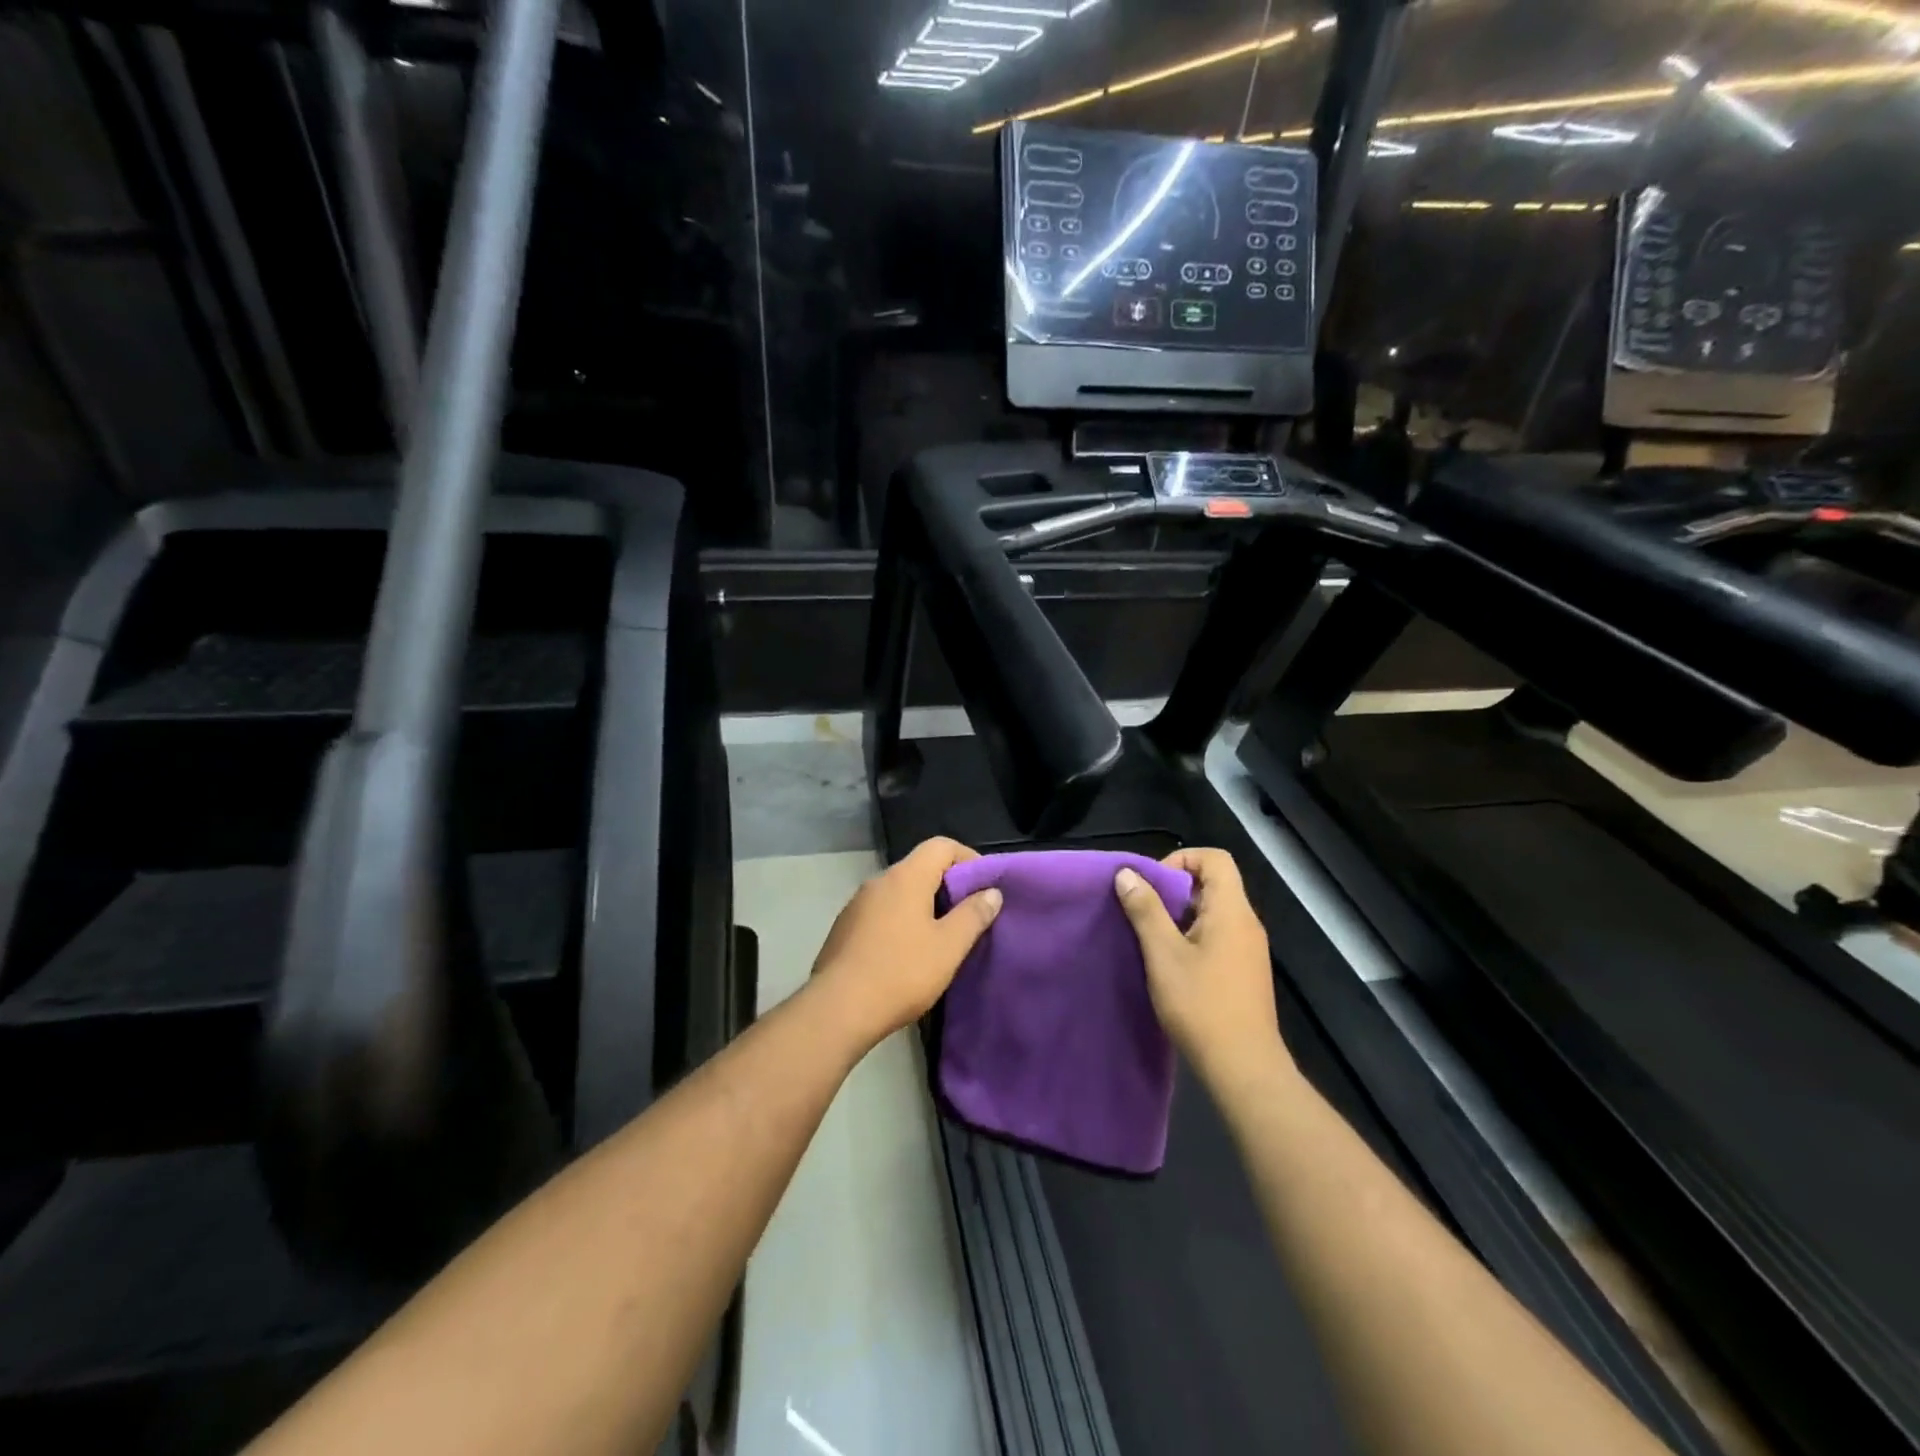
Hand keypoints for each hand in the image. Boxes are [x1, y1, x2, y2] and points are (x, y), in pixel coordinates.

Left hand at [810, 837, 1002, 1051]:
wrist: (837, 1009)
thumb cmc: (901, 973)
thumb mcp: (948, 947)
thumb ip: (973, 915)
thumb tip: (992, 892)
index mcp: (905, 877)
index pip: (941, 846)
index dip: (968, 858)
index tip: (985, 886)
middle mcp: (878, 881)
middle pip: (920, 867)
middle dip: (948, 885)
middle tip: (969, 915)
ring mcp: (856, 904)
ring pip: (899, 892)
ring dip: (923, 905)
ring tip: (942, 937)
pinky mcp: (844, 928)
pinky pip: (881, 913)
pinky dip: (901, 921)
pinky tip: (908, 953)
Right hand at [1114, 849, 1292, 1093]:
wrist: (1244, 1068)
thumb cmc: (1201, 1005)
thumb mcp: (1163, 955)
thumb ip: (1145, 910)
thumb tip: (1127, 874)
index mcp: (1232, 911)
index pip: (1215, 859)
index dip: (1181, 859)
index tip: (1153, 885)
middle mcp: (1246, 923)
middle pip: (1214, 883)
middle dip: (1175, 889)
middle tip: (1144, 911)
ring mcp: (1249, 949)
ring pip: (1214, 912)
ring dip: (1181, 915)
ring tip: (1152, 939)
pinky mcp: (1245, 972)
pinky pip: (1218, 936)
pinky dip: (1193, 937)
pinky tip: (1171, 965)